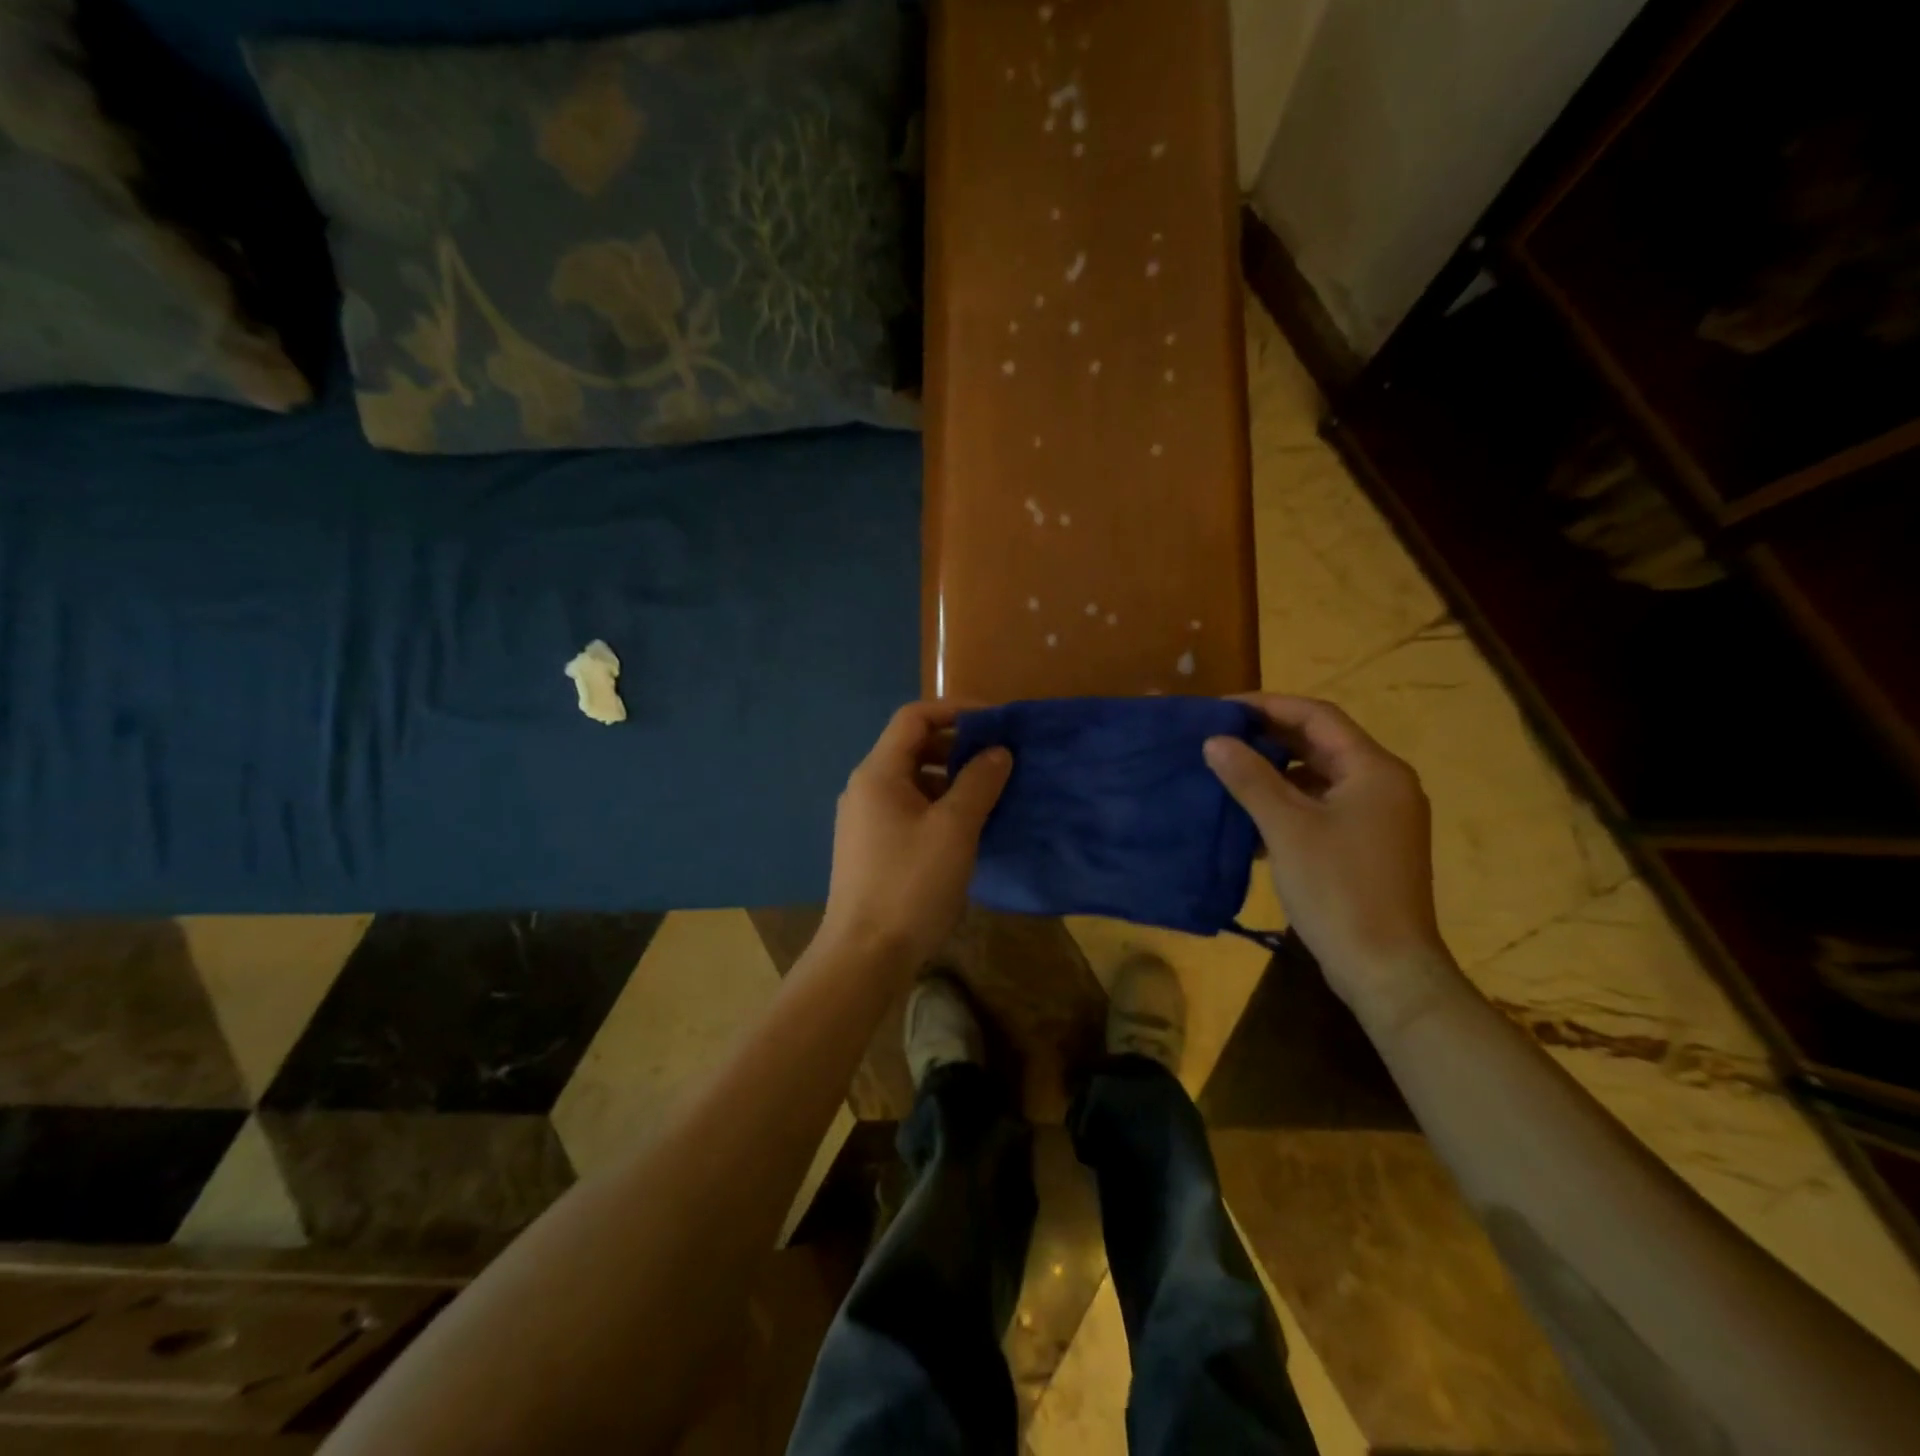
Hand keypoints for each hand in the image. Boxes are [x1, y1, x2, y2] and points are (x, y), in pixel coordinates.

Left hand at [819, 701, 1012, 972]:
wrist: (864, 955)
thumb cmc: (910, 884)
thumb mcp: (954, 829)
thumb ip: (979, 782)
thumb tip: (998, 751)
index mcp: (878, 773)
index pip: (914, 718)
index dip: (956, 710)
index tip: (996, 721)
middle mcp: (866, 788)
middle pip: (913, 747)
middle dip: (957, 746)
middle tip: (999, 759)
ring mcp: (865, 819)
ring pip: (913, 781)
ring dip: (951, 779)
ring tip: (990, 794)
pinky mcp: (872, 846)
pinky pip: (909, 808)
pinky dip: (939, 806)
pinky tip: (966, 828)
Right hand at [1205, 694, 1450, 1021]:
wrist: (1385, 968)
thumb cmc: (1338, 889)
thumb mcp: (1286, 828)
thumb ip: (1250, 778)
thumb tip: (1215, 740)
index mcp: (1374, 770)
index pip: (1317, 716)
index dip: (1268, 705)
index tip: (1222, 709)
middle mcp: (1384, 784)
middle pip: (1320, 744)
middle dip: (1268, 738)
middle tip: (1219, 737)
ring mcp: (1378, 817)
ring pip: (1319, 777)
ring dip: (1275, 772)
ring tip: (1228, 772)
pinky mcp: (1367, 845)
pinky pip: (1323, 807)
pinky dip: (1288, 803)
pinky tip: (1252, 817)